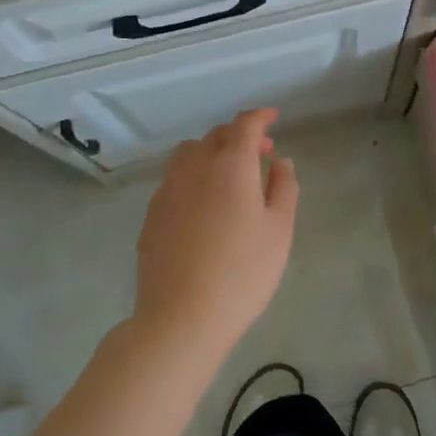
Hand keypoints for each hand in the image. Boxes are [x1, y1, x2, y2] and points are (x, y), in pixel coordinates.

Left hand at [134, 108, 298, 360]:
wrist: (182, 318)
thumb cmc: (243, 272)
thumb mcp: (279, 231)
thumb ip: (284, 188)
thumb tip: (279, 162)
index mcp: (230, 166)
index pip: (244, 125)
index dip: (260, 117)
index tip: (273, 117)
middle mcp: (194, 168)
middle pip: (215, 136)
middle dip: (239, 136)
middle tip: (261, 154)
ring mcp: (167, 190)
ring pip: (189, 153)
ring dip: (211, 152)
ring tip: (229, 176)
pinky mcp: (152, 214)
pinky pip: (174, 179)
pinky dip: (193, 176)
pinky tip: (204, 204)